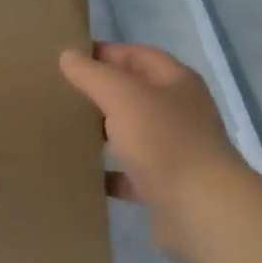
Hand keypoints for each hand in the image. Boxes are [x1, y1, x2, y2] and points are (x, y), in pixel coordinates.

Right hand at [59, 42, 242, 259]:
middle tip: (60, 95)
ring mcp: (174, 150)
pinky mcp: (164, 186)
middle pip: (135, 94)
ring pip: (132, 134)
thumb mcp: (124, 97)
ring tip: (66, 131)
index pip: (138, 55)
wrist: (201, 210)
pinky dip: (108, 173)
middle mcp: (179, 112)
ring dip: (104, 133)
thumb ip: (94, 75)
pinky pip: (130, 174)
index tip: (67, 59)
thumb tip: (68, 56)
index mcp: (176, 82)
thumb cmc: (165, 142)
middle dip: (101, 93)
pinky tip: (82, 174)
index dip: (105, 53)